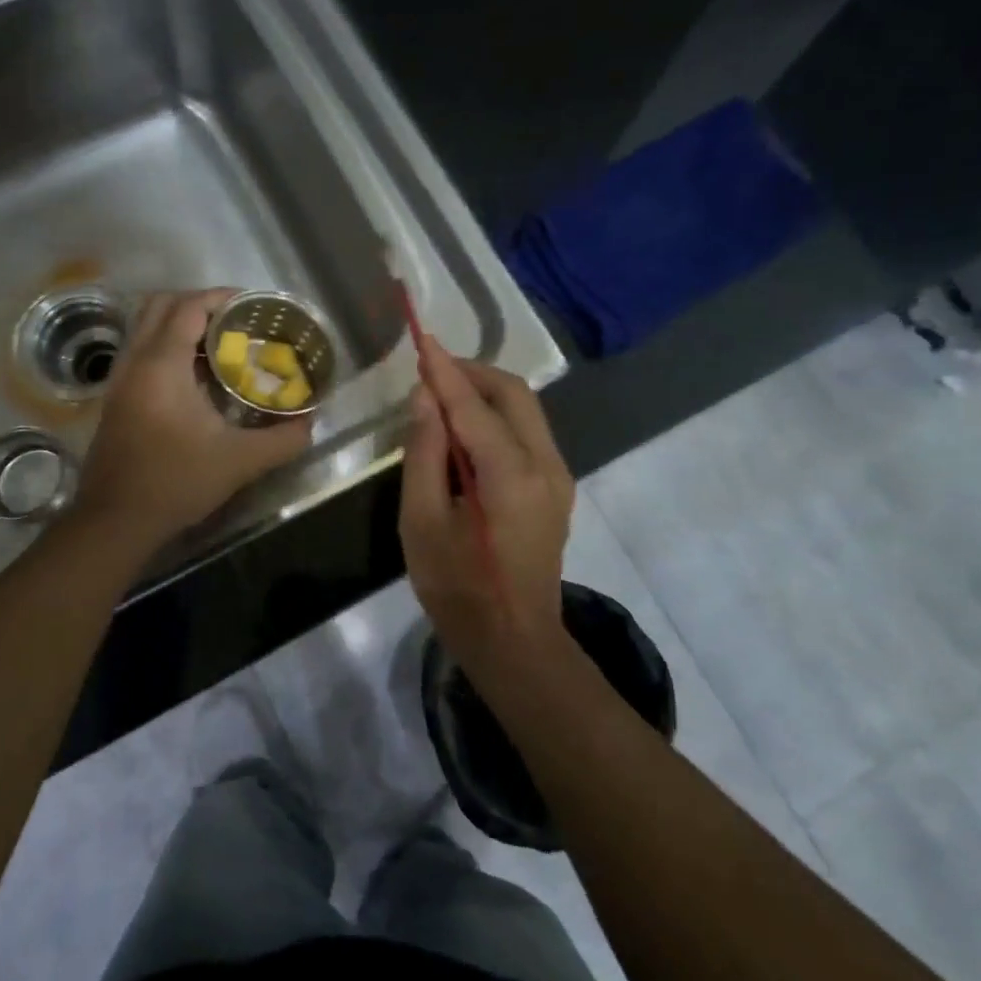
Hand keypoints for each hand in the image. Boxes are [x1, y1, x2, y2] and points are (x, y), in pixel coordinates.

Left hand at [75, 289, 313, 548]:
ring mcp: (119, 381)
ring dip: (180, 325)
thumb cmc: (175, 482)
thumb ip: (282, 440)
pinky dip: (167, 348)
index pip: (188, 307)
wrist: (115, 520)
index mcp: (162, 365)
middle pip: (160, 305)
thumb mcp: (239, 462)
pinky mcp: (115, 400)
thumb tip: (309, 423)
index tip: (252, 305)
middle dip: (198, 303)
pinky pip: (141, 352)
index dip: (220, 297)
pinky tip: (196, 378)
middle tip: (234, 320)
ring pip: (145, 328)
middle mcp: (135, 362)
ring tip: (219, 345)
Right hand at [398, 335, 572, 662]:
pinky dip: (496, 418)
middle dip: (472, 373)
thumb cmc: (457, 587)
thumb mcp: (422, 522)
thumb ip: (424, 453)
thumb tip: (425, 398)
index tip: (421, 339)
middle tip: (429, 373)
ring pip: (525, 410)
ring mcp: (558, 477)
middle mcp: (546, 464)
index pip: (473, 404)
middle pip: (514, 393)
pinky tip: (465, 434)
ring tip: (440, 399)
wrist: (513, 641)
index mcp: (511, 474)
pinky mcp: (557, 489)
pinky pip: (527, 434)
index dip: (444, 370)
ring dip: (485, 393)